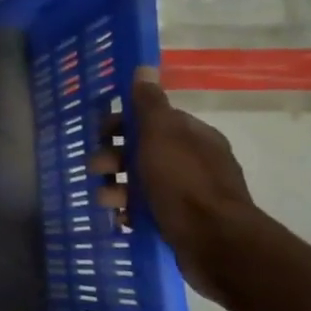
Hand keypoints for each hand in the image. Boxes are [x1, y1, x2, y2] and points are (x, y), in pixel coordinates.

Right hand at [91, 65, 253, 298]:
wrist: (215, 242)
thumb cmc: (184, 183)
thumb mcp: (161, 136)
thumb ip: (149, 104)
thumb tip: (145, 68)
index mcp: (192, 136)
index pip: (152, 120)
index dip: (122, 124)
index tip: (99, 133)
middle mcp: (193, 161)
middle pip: (142, 151)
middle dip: (114, 158)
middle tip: (95, 170)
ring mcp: (189, 193)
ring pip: (141, 182)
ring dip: (116, 188)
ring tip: (105, 201)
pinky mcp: (181, 222)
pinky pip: (147, 210)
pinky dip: (129, 212)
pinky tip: (119, 219)